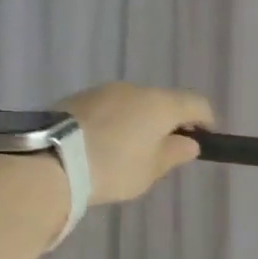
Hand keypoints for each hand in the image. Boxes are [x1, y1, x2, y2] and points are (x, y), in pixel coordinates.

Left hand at [61, 83, 215, 204]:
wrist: (52, 160)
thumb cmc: (114, 167)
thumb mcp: (151, 169)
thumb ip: (174, 153)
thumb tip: (189, 142)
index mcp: (160, 104)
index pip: (196, 103)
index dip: (206, 120)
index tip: (206, 138)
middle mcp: (134, 89)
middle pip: (162, 101)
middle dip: (169, 122)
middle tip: (166, 149)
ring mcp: (103, 90)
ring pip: (133, 103)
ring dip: (139, 121)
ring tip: (131, 150)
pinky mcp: (77, 99)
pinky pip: (109, 108)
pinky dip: (115, 122)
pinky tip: (106, 145)